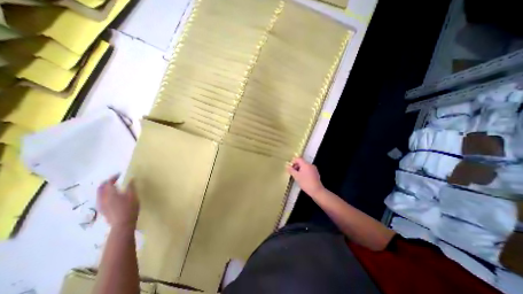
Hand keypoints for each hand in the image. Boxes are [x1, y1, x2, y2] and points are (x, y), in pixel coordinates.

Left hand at [97, 174, 138, 228]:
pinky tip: (113, 196)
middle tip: (115, 179)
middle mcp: (102, 198)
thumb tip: (131, 179)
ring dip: (105, 189)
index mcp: (110, 194)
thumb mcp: (133, 195)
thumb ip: (131, 186)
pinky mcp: (103, 210)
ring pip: (100, 194)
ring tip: (114, 187)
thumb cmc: (129, 207)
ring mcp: (101, 205)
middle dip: (107, 182)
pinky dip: (106, 194)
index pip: (108, 183)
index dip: (113, 177)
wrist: (122, 223)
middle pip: (101, 188)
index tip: (120, 174)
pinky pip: (101, 199)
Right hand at [286, 157, 323, 195]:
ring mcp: (314, 169)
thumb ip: (291, 170)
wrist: (316, 191)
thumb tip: (287, 166)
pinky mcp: (316, 174)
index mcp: (305, 164)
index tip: (290, 168)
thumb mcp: (296, 176)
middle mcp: (310, 165)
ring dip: (299, 170)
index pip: (298, 159)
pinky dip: (304, 172)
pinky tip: (303, 179)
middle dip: (296, 166)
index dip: (293, 162)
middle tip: (292, 173)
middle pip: (301, 162)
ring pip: (305, 167)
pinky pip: (308, 170)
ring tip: (297, 176)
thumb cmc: (305, 182)